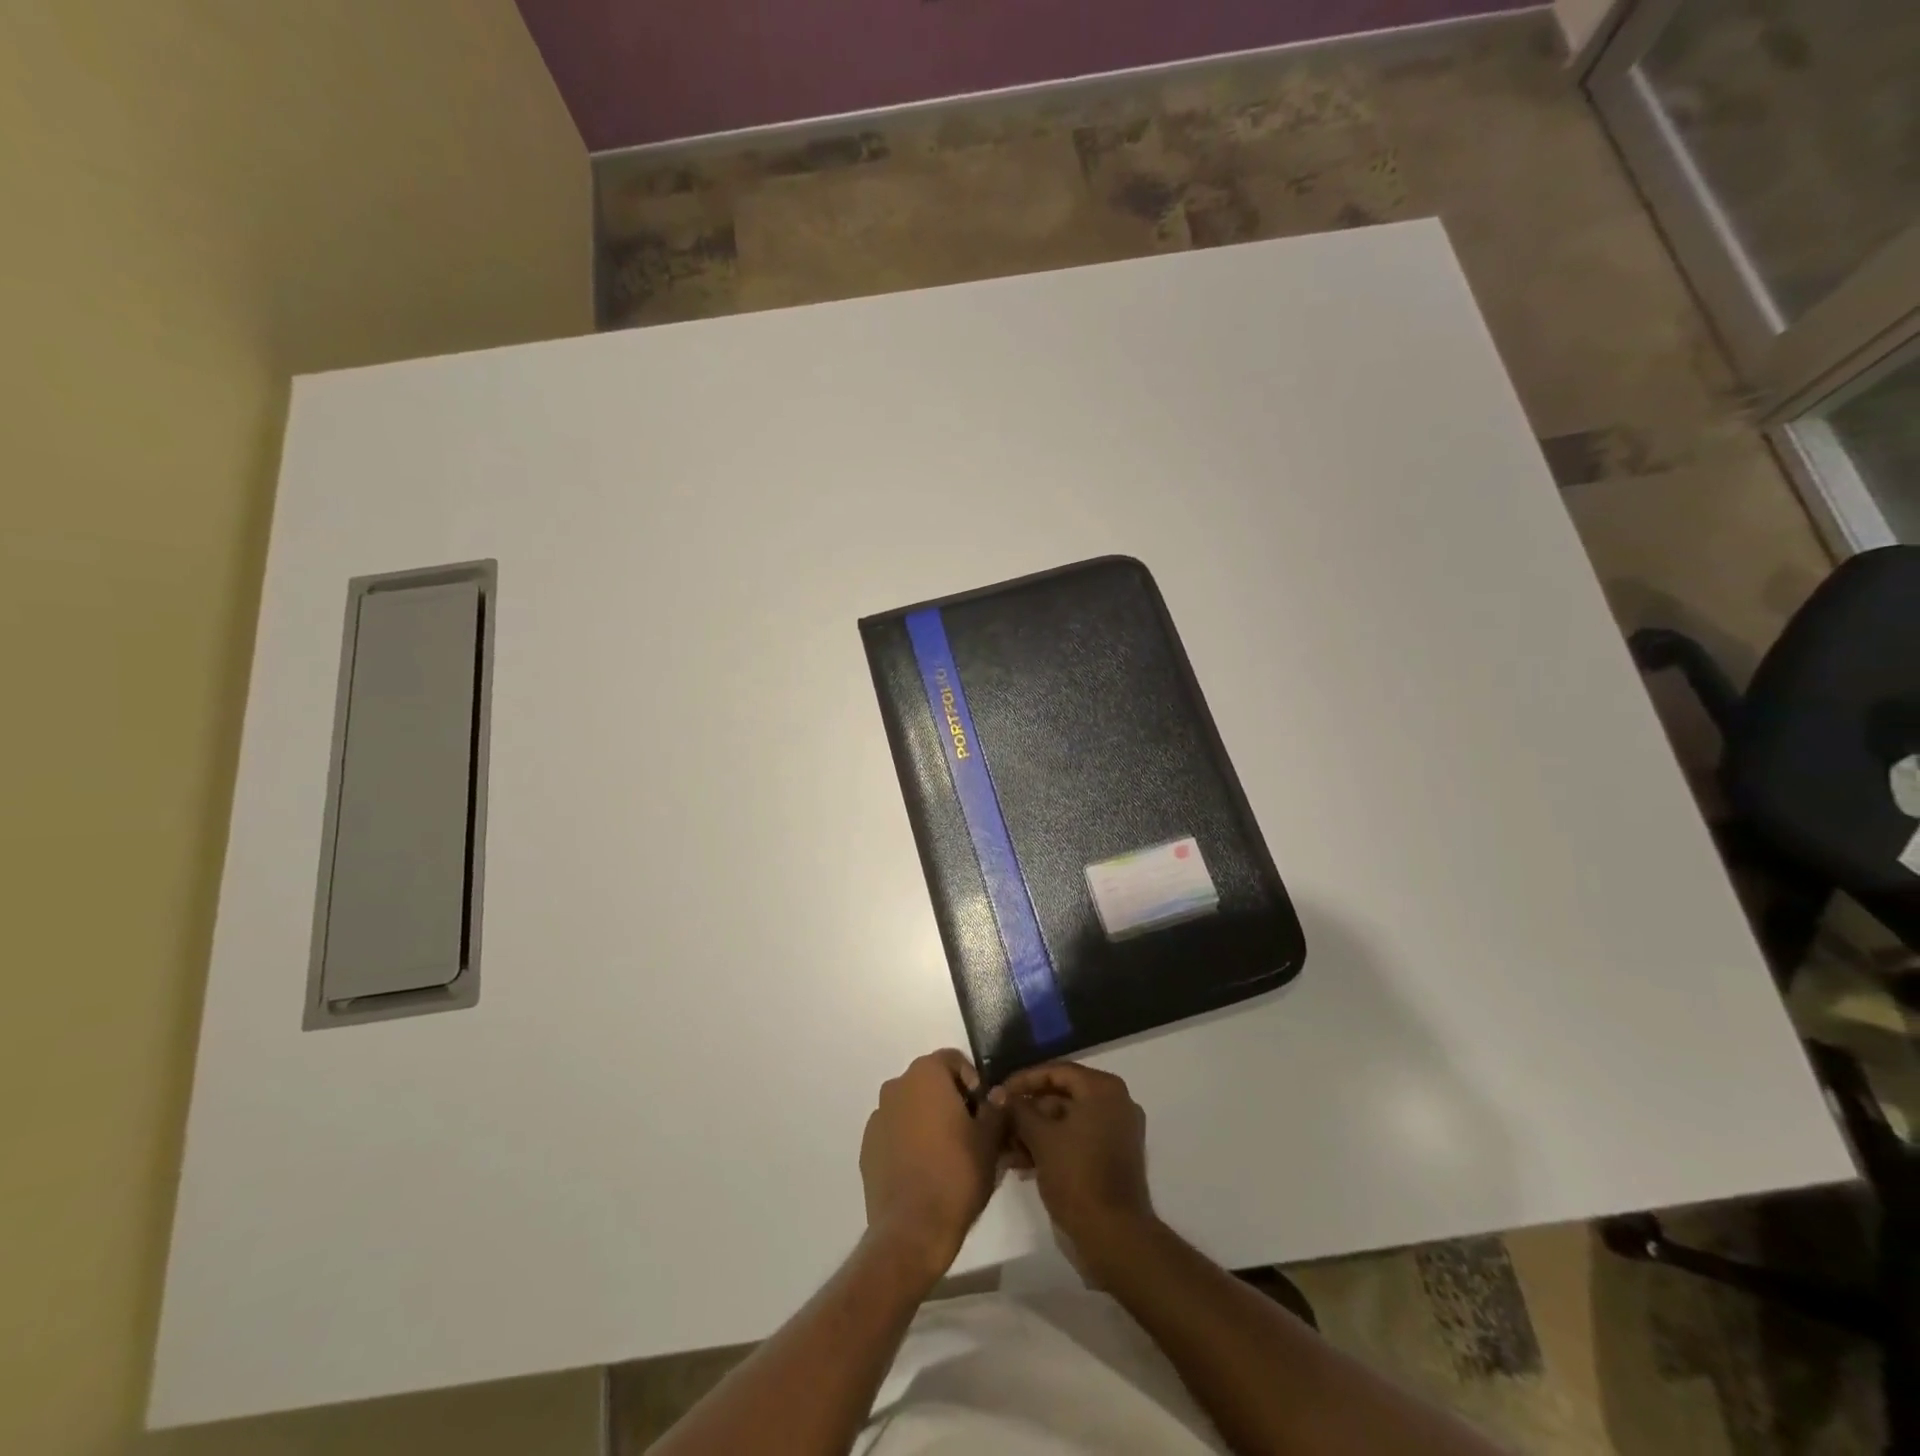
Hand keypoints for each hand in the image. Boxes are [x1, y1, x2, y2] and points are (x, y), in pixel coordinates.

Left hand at [859, 1051, 1007, 1280]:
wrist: (912, 1229)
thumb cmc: (957, 1174)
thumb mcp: (990, 1140)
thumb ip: (995, 1109)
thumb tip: (996, 1094)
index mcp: (925, 1074)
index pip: (953, 1060)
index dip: (972, 1080)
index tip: (984, 1109)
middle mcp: (896, 1086)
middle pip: (930, 1082)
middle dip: (951, 1100)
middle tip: (971, 1131)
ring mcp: (878, 1117)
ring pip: (911, 1107)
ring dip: (929, 1120)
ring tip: (948, 1153)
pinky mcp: (867, 1148)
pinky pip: (895, 1132)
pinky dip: (909, 1141)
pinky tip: (924, 1170)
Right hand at [1005, 1062, 1155, 1260]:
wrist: (1114, 1236)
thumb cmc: (1077, 1176)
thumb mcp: (1041, 1138)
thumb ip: (1018, 1110)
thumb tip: (999, 1093)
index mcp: (1102, 1089)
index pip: (1056, 1071)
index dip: (1024, 1080)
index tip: (999, 1092)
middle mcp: (1114, 1102)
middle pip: (1062, 1095)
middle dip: (1027, 1110)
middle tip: (999, 1121)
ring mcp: (1116, 1130)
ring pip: (1067, 1120)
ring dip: (1035, 1131)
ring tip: (1005, 1146)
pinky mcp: (1113, 1156)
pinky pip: (1077, 1138)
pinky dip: (1052, 1145)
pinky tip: (1021, 1161)